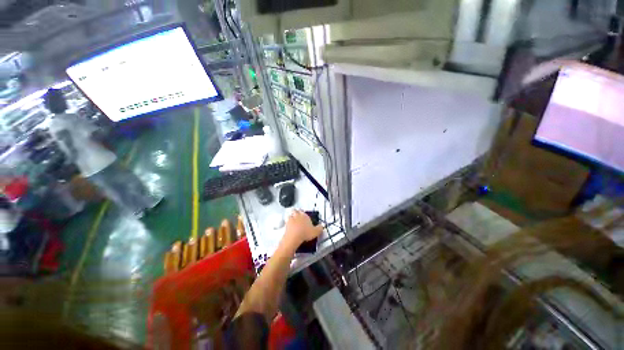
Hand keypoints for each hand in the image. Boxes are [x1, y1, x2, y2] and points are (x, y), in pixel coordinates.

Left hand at [283, 210, 322, 248]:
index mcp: (304, 215)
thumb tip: (321, 226)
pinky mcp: (285, 225)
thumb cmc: (305, 233)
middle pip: (295, 211)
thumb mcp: (316, 231)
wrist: (294, 237)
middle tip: (298, 217)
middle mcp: (296, 216)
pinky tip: (291, 228)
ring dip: (291, 218)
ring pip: (290, 215)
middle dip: (296, 213)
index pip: (303, 211)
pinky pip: (287, 222)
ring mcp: (290, 220)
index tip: (305, 216)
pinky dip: (288, 224)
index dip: (303, 213)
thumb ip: (320, 228)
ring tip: (294, 222)